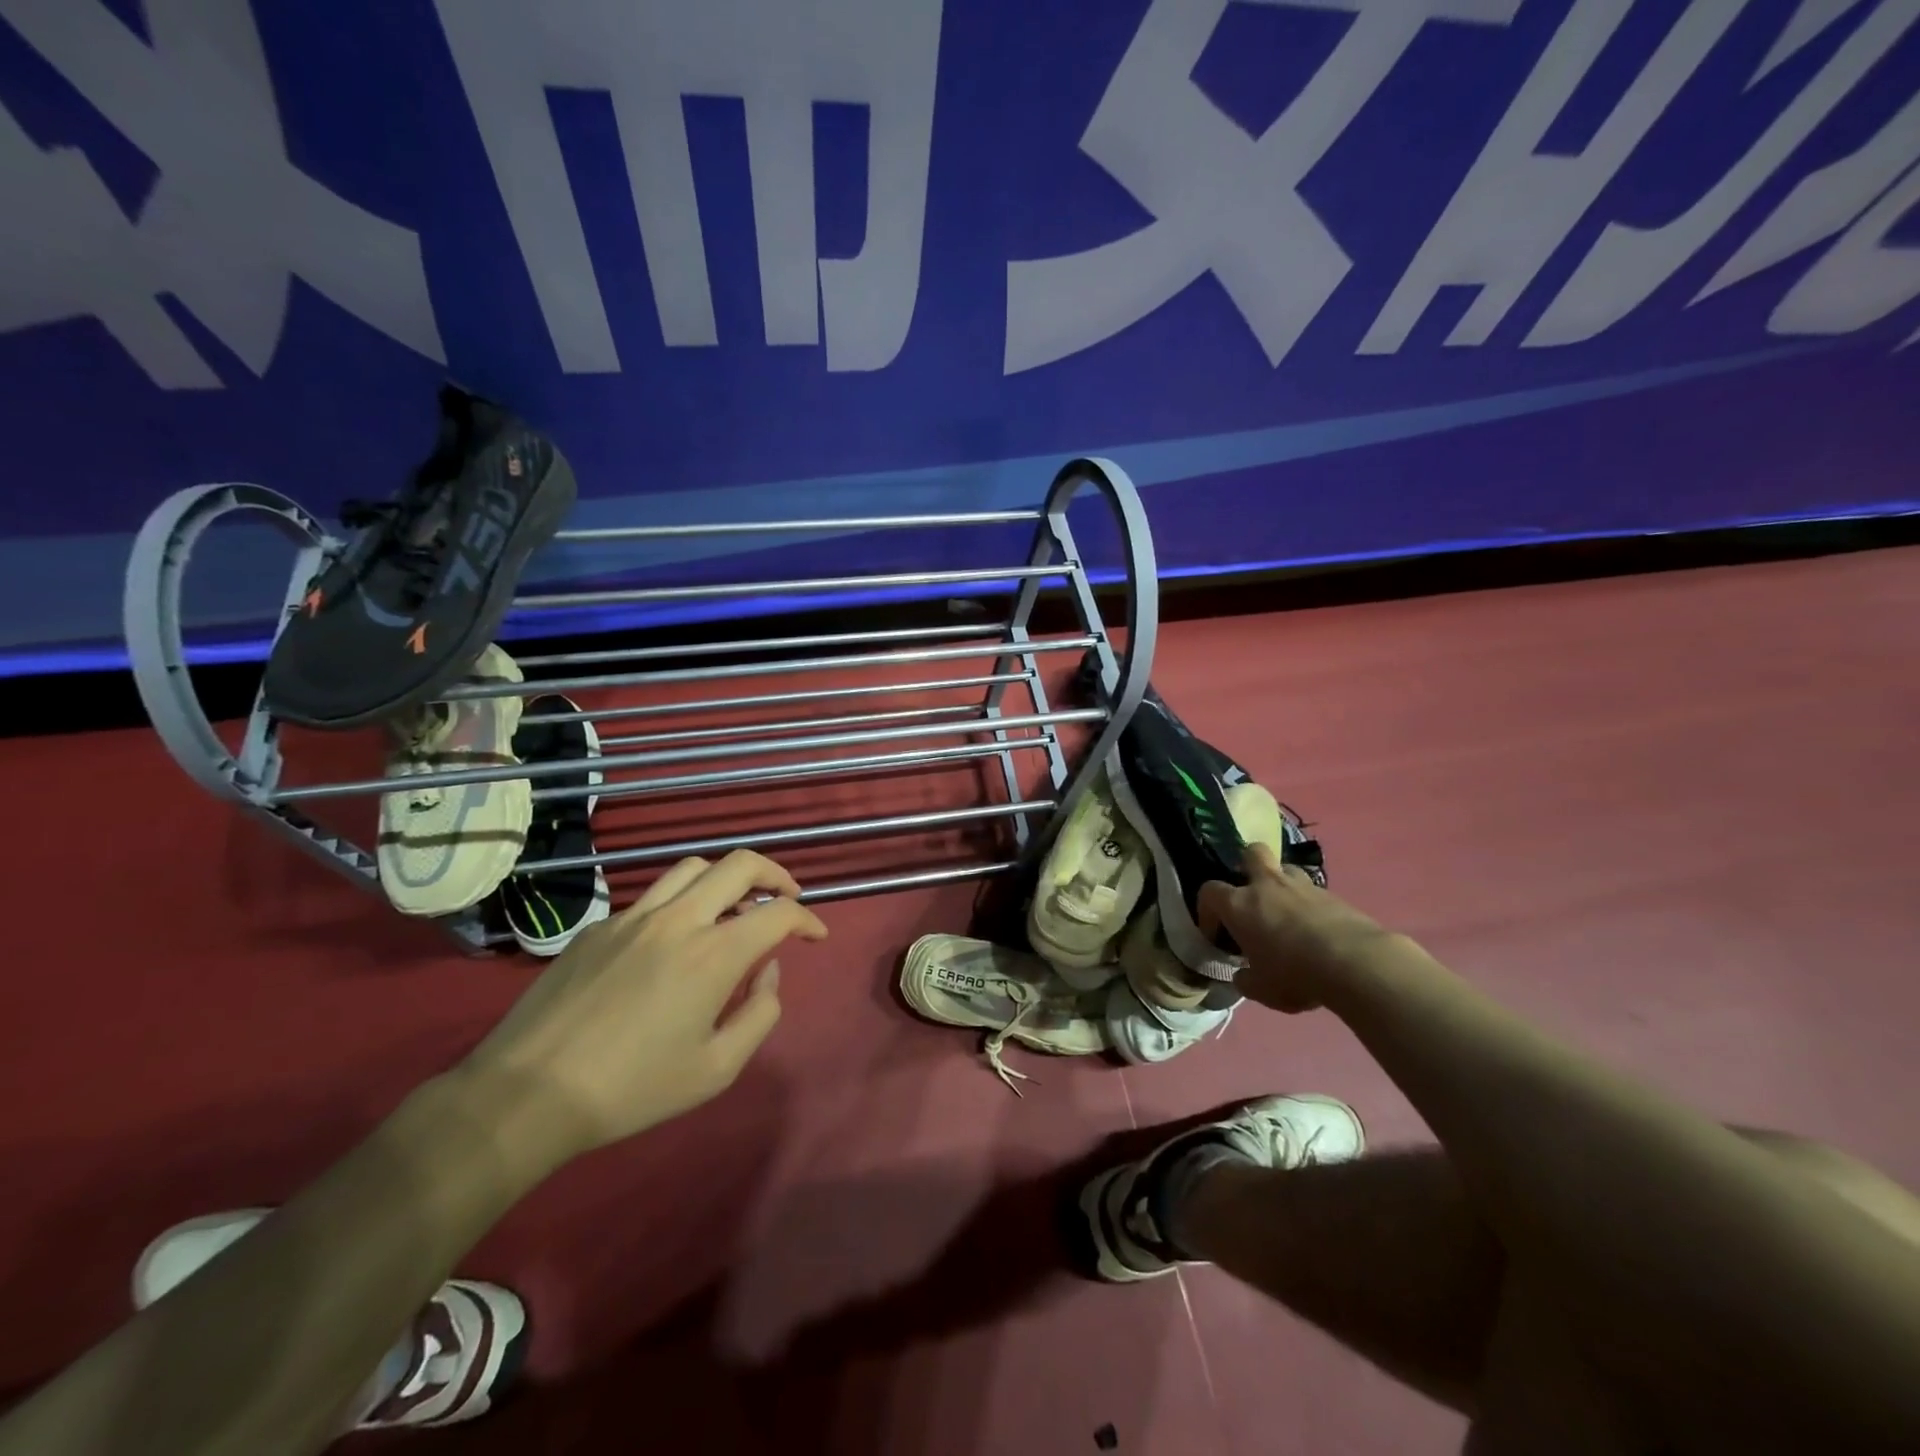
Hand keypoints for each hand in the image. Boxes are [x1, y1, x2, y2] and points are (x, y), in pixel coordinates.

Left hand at [456, 851, 827, 1173]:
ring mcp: (633, 918)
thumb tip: (767, 971)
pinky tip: (673, 942)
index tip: (815, 936)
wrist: (527, 1095)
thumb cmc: (632, 1089)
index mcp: (713, 955)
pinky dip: (681, 904)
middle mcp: (678, 920)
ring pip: (693, 868)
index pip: (778, 913)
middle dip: (775, 874)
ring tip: (734, 907)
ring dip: (726, 879)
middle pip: (739, 865)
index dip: (807, 919)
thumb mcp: (716, 1069)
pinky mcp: (599, 928)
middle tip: (787, 896)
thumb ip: (759, 1013)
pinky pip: (653, 898)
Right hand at [1197, 843, 1385, 1012]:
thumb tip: (1243, 976)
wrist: (1355, 964)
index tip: (1215, 932)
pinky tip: (1318, 931)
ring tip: (1286, 913)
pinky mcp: (1334, 895)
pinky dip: (1311, 906)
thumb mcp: (1261, 989)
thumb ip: (1246, 979)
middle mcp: (1267, 886)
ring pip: (1286, 869)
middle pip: (1251, 853)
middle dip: (1247, 866)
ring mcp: (1303, 886)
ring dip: (1282, 885)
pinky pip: (1314, 893)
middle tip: (1251, 893)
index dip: (1207, 910)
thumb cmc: (1294, 974)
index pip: (1209, 892)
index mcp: (1239, 905)